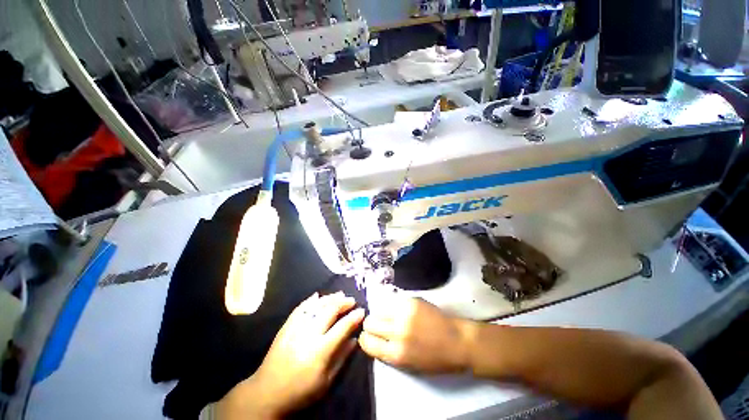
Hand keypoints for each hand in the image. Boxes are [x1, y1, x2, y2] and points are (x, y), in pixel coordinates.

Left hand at [216, 292, 364, 418]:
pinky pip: (299, 309)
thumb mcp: (326, 382)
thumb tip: (354, 340)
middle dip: (343, 303)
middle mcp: (308, 335)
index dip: (354, 317)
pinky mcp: (285, 327)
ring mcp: (295, 329)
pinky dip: (310, 301)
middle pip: (329, 311)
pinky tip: (317, 296)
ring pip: (316, 306)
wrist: (266, 394)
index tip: (362, 311)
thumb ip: (342, 358)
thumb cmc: (300, 392)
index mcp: (320, 351)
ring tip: (340, 294)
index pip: (342, 328)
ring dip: (329, 298)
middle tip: (352, 300)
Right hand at [359, 296, 472, 373]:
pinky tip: (401, 311)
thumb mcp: (409, 365)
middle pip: (370, 322)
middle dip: (371, 325)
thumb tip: (374, 339)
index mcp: (396, 354)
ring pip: (378, 310)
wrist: (458, 341)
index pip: (367, 342)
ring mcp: (404, 313)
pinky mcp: (411, 301)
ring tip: (389, 318)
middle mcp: (397, 332)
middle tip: (379, 326)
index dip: (365, 339)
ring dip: (380, 315)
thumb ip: (389, 352)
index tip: (368, 337)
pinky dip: (392, 308)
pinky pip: (392, 302)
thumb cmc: (435, 359)